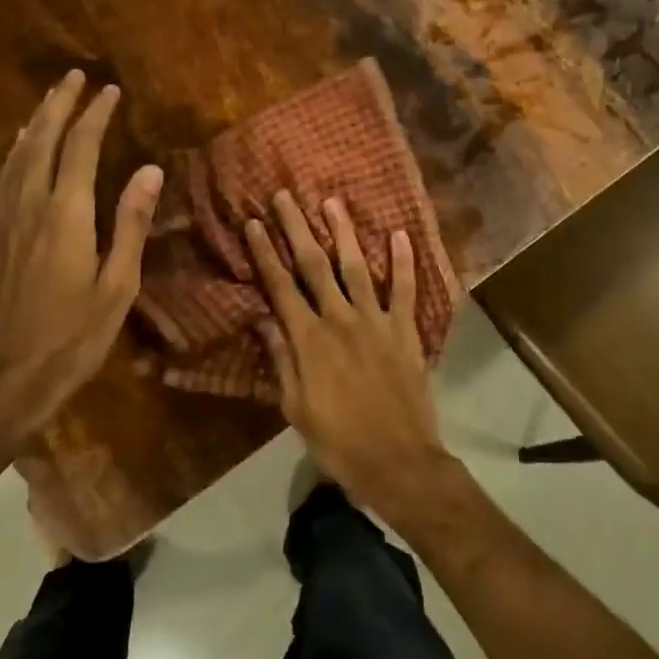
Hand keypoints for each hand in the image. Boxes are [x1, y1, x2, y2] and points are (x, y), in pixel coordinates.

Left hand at [0, 70, 161, 447]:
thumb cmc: (72, 338)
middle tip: (75, 76)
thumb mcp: (117, 286)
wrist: (4, 379)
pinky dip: (16, 150)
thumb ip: (132, 224)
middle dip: (60, 104)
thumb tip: (151, 171)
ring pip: (18, 155)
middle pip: (43, 140)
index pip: (81, 148)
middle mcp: (31, 206)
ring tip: (51, 98)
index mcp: (66, 215)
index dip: (96, 115)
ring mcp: (5, 220)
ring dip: (36, 121)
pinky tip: (21, 147)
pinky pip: (4, 177)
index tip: (110, 90)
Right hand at [245, 191, 457, 518]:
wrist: (397, 461)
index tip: (252, 223)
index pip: (281, 286)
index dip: (265, 253)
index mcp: (309, 339)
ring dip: (344, 232)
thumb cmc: (338, 440)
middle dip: (297, 228)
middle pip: (315, 265)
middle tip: (285, 196)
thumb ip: (281, 359)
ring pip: (357, 267)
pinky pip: (405, 290)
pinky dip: (404, 262)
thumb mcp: (295, 407)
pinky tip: (400, 234)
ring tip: (332, 202)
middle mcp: (340, 319)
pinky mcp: (405, 331)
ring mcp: (376, 322)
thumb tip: (263, 318)